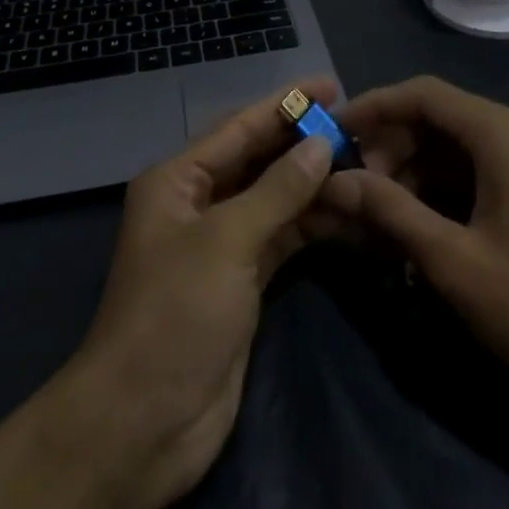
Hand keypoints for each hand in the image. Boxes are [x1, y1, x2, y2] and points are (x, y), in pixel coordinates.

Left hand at [64, 82, 338, 508]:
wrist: (143, 423)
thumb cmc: (175, 313)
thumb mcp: (226, 241)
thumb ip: (277, 190)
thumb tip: (321, 144)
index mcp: (178, 179)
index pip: (239, 127)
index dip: (285, 104)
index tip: (330, 85)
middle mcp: (198, 202)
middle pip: (258, 160)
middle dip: (303, 142)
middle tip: (357, 124)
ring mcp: (221, 244)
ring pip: (274, 199)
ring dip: (314, 184)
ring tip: (366, 165)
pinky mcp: (242, 281)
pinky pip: (282, 238)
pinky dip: (312, 225)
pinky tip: (350, 213)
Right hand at [319, 76, 508, 416]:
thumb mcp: (452, 261)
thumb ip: (388, 210)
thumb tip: (333, 181)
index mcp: (503, 133)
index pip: (423, 94)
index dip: (373, 107)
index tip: (332, 132)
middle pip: (439, 118)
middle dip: (391, 146)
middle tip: (355, 187)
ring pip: (457, 147)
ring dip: (414, 171)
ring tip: (379, 213)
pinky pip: (479, 171)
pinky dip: (443, 190)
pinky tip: (418, 226)